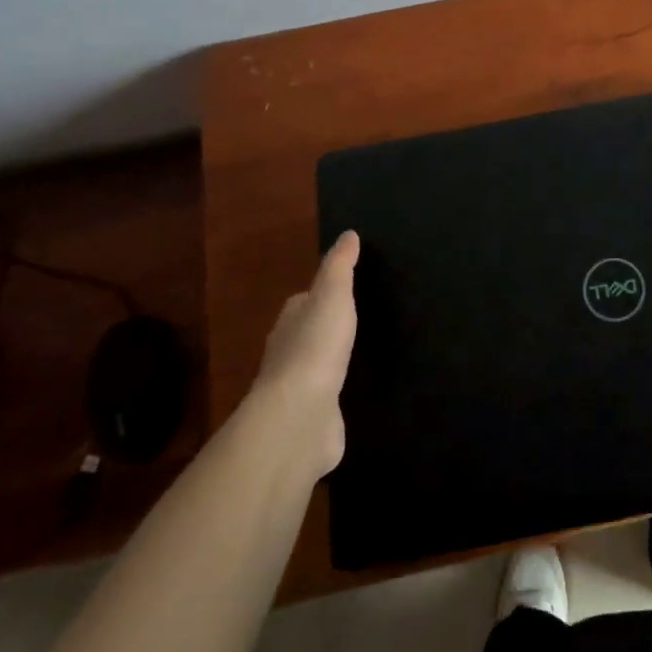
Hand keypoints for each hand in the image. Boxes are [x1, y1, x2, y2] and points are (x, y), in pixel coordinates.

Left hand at [256, 230, 359, 476]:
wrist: (300, 417)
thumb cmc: (316, 347)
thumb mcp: (332, 295)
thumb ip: (340, 266)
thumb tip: (348, 234)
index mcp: (291, 321)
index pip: (303, 301)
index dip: (321, 293)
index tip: (345, 289)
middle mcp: (289, 352)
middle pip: (308, 332)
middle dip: (327, 327)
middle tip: (359, 320)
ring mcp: (299, 387)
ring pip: (318, 365)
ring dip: (333, 360)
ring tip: (362, 352)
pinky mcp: (312, 416)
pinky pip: (328, 396)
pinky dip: (337, 391)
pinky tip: (355, 389)